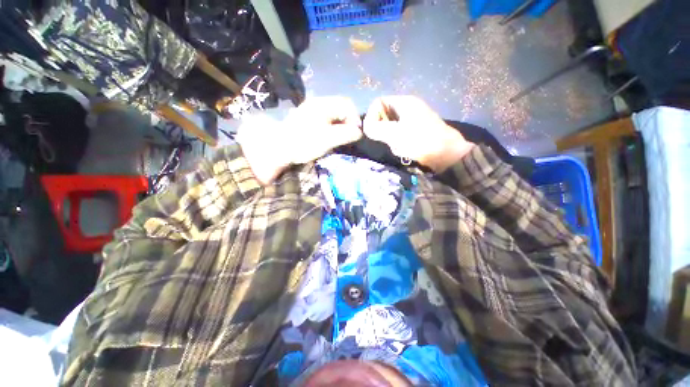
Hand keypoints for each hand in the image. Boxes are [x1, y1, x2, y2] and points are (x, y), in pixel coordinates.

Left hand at [237, 96, 361, 183]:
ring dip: (340, 124)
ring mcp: (311, 109)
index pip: (347, 104)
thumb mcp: (328, 139)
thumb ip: (346, 134)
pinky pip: (326, 117)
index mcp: (323, 104)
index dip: (355, 118)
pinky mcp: (307, 117)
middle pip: (340, 107)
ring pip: (333, 113)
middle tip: (348, 136)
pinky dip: (332, 125)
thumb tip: (359, 132)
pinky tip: (329, 136)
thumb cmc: (305, 142)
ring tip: (339, 137)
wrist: (280, 148)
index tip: (355, 134)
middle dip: (348, 121)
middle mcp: (318, 103)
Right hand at [363, 96, 474, 172]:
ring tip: (398, 147)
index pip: (378, 102)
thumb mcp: (395, 134)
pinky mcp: (416, 132)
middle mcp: (408, 108)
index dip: (371, 115)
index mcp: (404, 102)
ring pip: (390, 128)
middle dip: (382, 130)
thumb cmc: (420, 141)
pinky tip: (404, 150)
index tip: (372, 131)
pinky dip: (397, 143)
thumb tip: (365, 127)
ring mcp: (413, 120)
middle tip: (387, 140)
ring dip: (390, 139)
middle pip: (383, 116)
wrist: (447, 155)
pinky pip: (398, 135)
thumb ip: (376, 129)